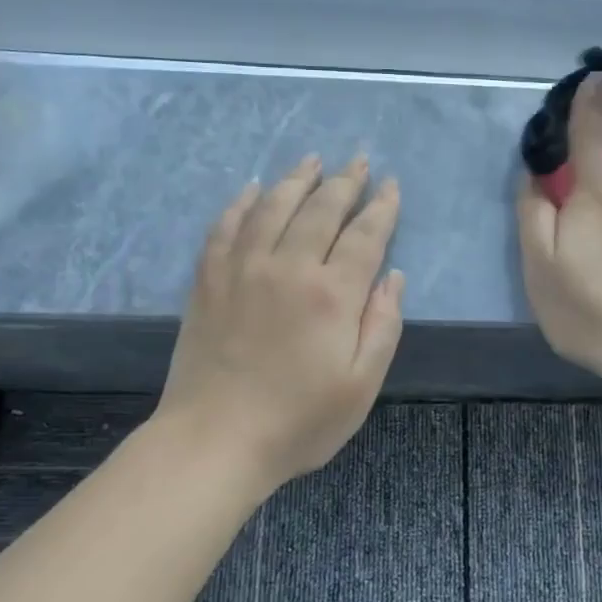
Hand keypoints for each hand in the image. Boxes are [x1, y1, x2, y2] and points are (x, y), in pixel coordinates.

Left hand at [155, 156, 403, 491]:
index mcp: (332, 294)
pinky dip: (241, 203)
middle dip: (345, 181)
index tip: (391, 186)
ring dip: (296, 179)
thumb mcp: (361, 385)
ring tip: (312, 160)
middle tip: (359, 161)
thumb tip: (392, 277)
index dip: (382, 208)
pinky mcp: (208, 280)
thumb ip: (382, 326)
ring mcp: (242, 269)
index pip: (365, 235)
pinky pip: (225, 226)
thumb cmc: (298, 422)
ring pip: (273, 206)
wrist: (214, 441)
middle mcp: (288, 267)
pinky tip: (251, 189)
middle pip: (321, 209)